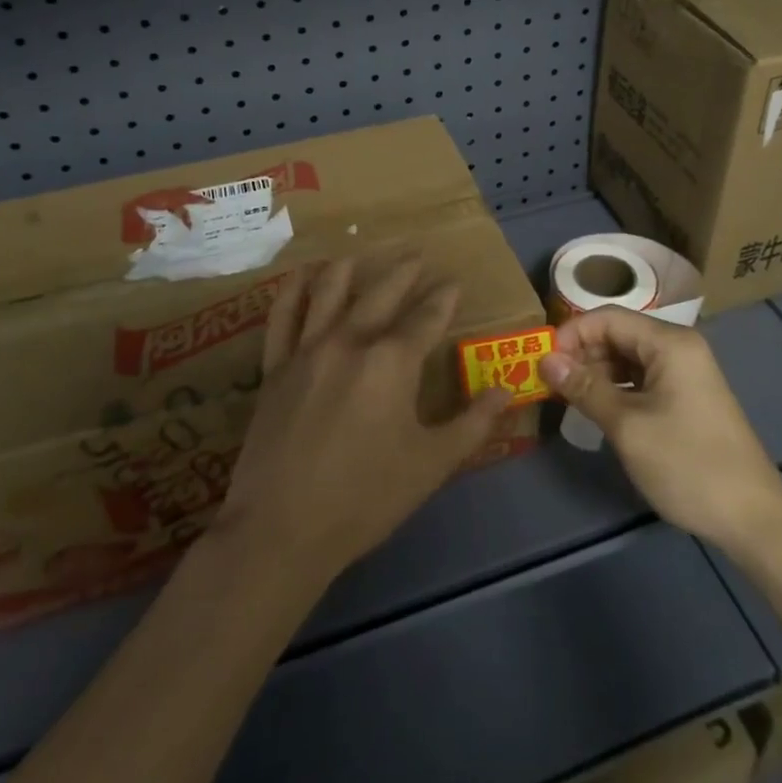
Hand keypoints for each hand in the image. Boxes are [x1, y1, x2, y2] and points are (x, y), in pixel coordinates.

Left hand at [218, 250, 511, 581]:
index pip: (427, 317)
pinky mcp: (275, 367)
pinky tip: (300, 274)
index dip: (444, 298)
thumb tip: (506, 391)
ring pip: (329, 292)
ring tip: (359, 253)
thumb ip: (472, 424)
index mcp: (392, 361)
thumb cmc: (366, 498)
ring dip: (348, 268)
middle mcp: (351, 341)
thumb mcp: (432, 464)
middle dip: (404, 271)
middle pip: (381, 293)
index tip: (454, 282)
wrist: (283, 529)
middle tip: (417, 254)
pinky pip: (282, 316)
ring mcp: (308, 350)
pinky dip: (292, 290)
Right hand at [539, 308, 781, 558]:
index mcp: (670, 342)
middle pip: (618, 333)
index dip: (571, 334)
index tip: (543, 362)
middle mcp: (679, 347)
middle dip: (582, 353)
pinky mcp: (687, 395)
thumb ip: (585, 388)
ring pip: (628, 356)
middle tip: (551, 383)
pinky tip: (599, 408)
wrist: (753, 519)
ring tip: (570, 398)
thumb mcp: (628, 426)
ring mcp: (686, 371)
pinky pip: (642, 377)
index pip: (608, 318)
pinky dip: (617, 387)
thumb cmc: (687, 464)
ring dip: (597, 371)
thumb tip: (546, 360)